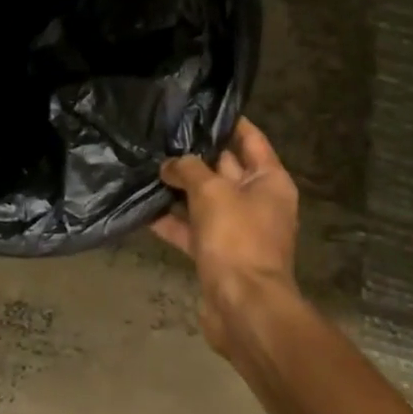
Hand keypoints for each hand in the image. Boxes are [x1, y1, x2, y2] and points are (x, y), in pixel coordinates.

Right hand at [151, 119, 300, 359]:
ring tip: (146, 166)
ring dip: (179, 188)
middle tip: (162, 134)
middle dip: (195, 154)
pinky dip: (172, 221)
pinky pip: (193, 229)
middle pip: (224, 168)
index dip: (227, 121)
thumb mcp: (212, 192)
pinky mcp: (217, 254)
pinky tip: (143, 209)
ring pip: (205, 200)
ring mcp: (237, 230)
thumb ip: (189, 169)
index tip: (199, 106)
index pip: (250, 138)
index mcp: (269, 181)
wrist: (243, 307)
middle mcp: (257, 201)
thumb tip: (170, 164)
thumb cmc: (237, 239)